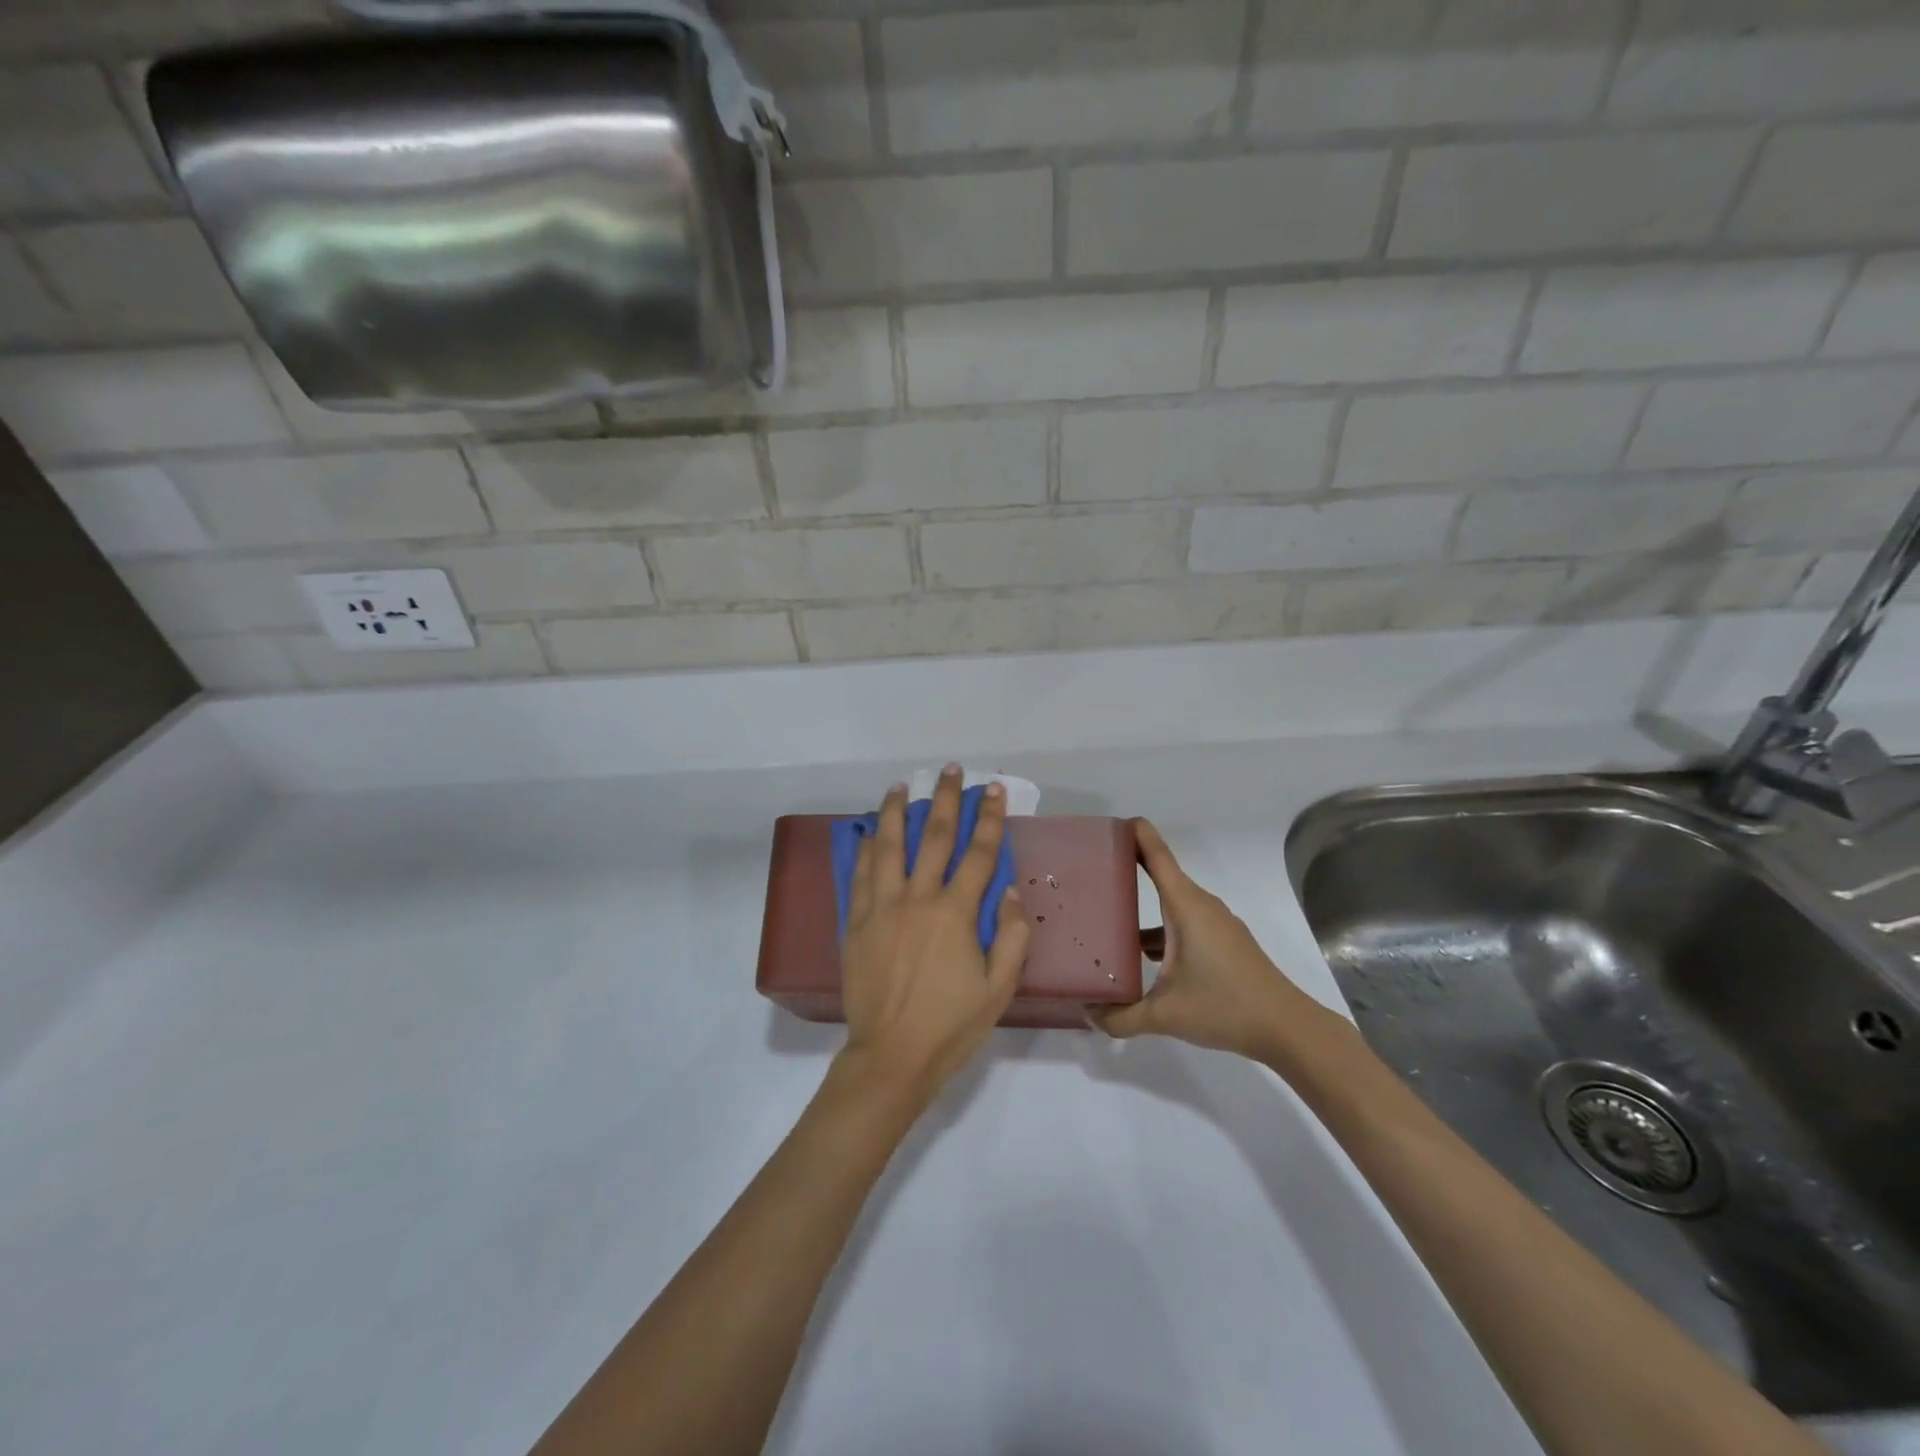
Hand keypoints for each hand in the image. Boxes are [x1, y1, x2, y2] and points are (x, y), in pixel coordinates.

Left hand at [836, 766, 1031, 1115]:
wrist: (891, 1057)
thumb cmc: (951, 1026)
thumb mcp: (999, 989)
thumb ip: (1012, 937)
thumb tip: (1009, 891)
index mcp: (955, 914)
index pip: (978, 854)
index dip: (989, 818)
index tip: (993, 790)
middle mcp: (918, 900)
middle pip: (935, 838)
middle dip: (945, 800)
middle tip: (949, 770)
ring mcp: (882, 908)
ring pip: (890, 847)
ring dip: (897, 812)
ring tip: (901, 785)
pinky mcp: (857, 923)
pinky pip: (861, 875)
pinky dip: (866, 849)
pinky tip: (870, 832)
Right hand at [1090, 819, 1326, 1060]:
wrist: (1287, 1028)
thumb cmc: (1225, 1007)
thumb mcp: (1165, 1014)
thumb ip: (1121, 1016)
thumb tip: (1088, 1014)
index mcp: (1186, 907)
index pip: (1157, 856)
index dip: (1137, 834)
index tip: (1113, 823)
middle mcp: (1201, 906)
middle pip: (1162, 876)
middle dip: (1130, 869)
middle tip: (1093, 874)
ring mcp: (1216, 925)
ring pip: (1173, 905)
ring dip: (1145, 908)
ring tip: (1110, 922)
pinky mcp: (1225, 943)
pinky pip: (1185, 923)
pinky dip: (1162, 930)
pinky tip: (1145, 958)